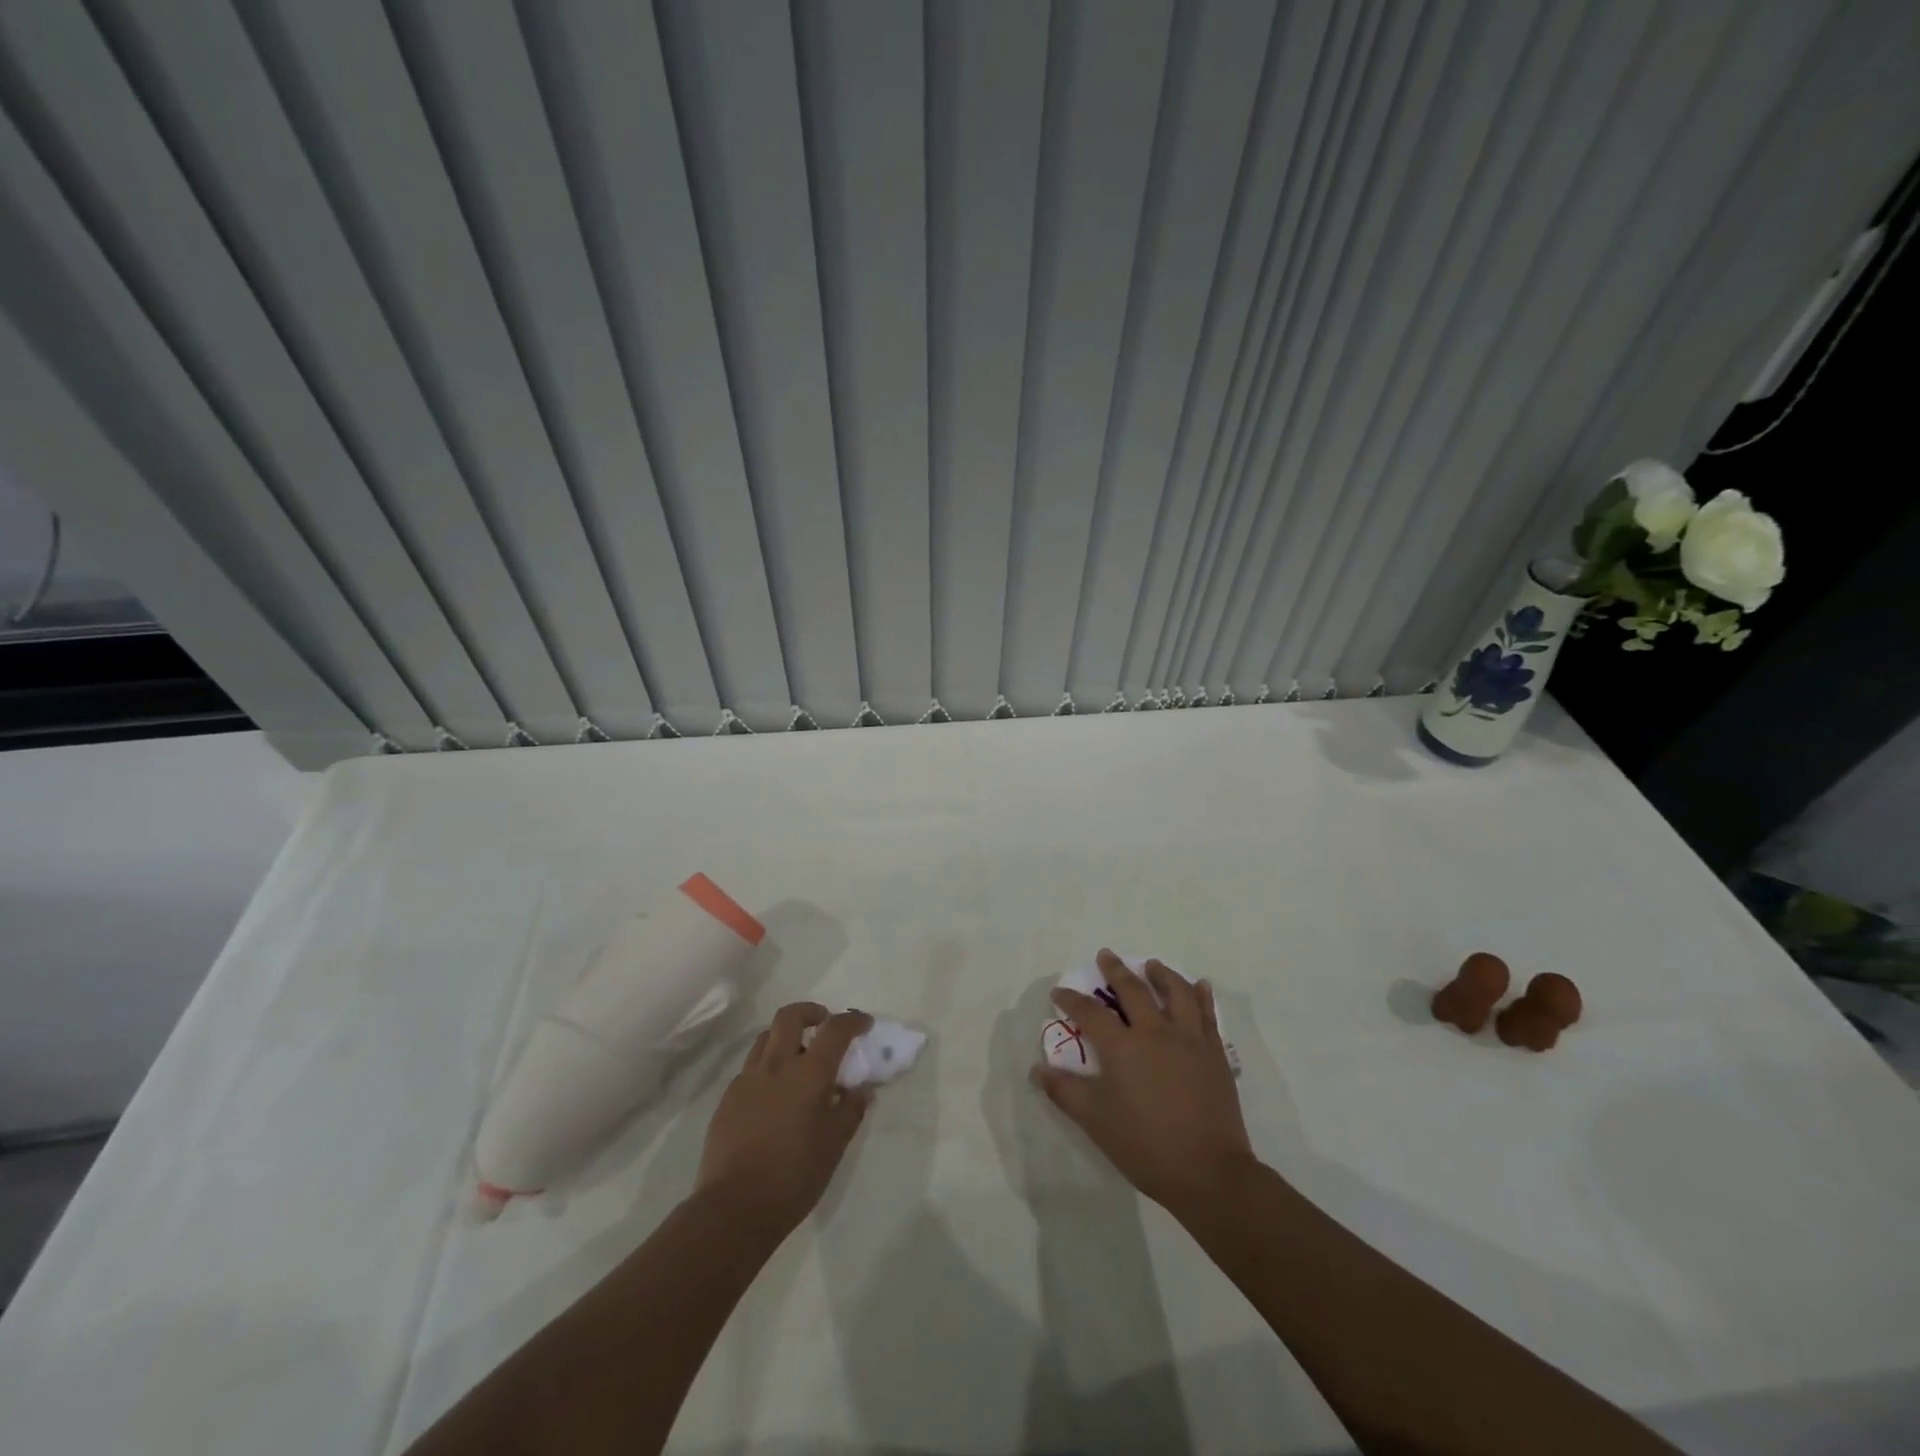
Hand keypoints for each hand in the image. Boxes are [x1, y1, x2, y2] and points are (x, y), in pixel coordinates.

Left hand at [695, 1003, 872, 1233]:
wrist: (733, 1208)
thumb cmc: (794, 1175)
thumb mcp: (834, 1145)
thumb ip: (851, 1110)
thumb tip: (861, 1090)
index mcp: (808, 1073)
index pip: (835, 1030)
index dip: (852, 1021)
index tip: (864, 1024)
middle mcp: (776, 1065)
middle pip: (790, 1016)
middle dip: (811, 1012)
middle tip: (824, 1025)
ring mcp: (747, 1080)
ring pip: (766, 1037)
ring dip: (785, 1036)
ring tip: (798, 1058)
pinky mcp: (728, 1099)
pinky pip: (751, 1067)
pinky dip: (768, 1066)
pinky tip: (774, 1095)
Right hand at [1031, 950, 1255, 1220]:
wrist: (1209, 1172)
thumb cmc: (1146, 1146)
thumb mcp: (1095, 1121)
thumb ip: (1065, 1091)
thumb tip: (1037, 1069)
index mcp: (1123, 1047)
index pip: (1090, 1013)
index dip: (1071, 1000)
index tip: (1059, 991)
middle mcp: (1155, 1032)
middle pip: (1134, 991)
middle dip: (1116, 970)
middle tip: (1106, 955)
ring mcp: (1189, 1040)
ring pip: (1176, 993)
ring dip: (1161, 974)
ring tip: (1152, 965)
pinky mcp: (1214, 1053)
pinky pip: (1208, 1014)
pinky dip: (1202, 996)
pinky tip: (1200, 986)